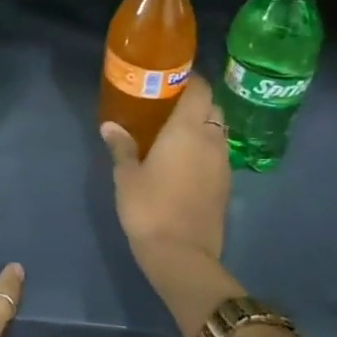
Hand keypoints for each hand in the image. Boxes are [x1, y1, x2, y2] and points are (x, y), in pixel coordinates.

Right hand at [101, 79, 237, 336]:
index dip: (189, 80)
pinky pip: (218, 154)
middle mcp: (212, 140)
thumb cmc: (149, 208)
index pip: (201, 89)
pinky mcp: (226, 186)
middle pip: (213, 108)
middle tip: (168, 106)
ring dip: (203, 126)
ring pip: (219, 132)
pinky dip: (206, 149)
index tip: (170, 79)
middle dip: (196, 102)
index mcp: (188, 129)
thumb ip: (121, 146)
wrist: (182, 256)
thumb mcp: (127, 176)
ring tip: (176, 132)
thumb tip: (110, 126)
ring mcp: (223, 164)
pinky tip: (185, 161)